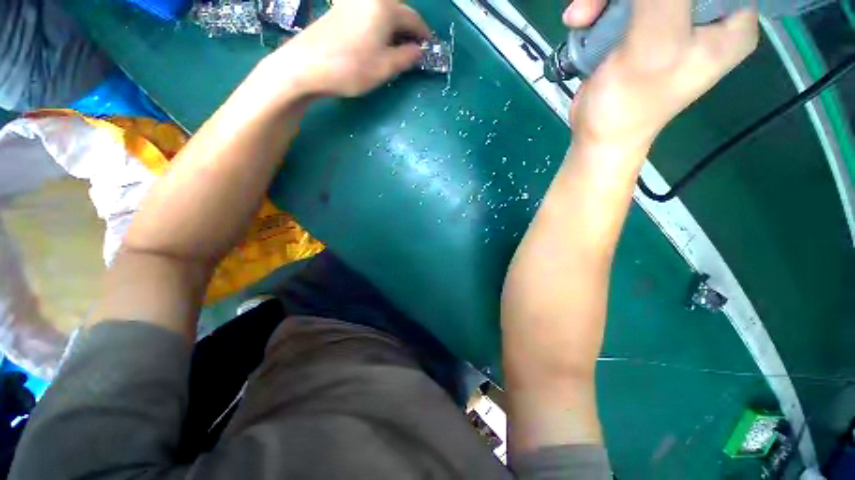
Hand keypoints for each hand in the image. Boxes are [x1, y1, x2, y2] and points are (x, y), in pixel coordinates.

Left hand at [268, 0, 430, 97]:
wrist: (307, 65)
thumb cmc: (351, 68)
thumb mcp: (385, 68)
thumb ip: (406, 58)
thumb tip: (417, 51)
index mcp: (385, 8)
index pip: (413, 18)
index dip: (424, 34)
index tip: (430, 48)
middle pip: (398, 11)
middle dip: (408, 30)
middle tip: (413, 50)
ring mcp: (352, 2)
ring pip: (382, 13)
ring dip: (393, 29)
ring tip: (396, 49)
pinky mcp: (340, 10)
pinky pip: (368, 14)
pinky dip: (378, 27)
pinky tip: (377, 42)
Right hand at [564, 0, 757, 151]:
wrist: (598, 135)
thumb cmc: (629, 103)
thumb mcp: (654, 44)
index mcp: (732, 19)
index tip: (642, 1)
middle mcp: (707, 14)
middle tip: (596, 3)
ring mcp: (672, 19)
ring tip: (581, 16)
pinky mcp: (643, 27)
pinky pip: (623, 0)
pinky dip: (599, 6)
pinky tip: (581, 20)